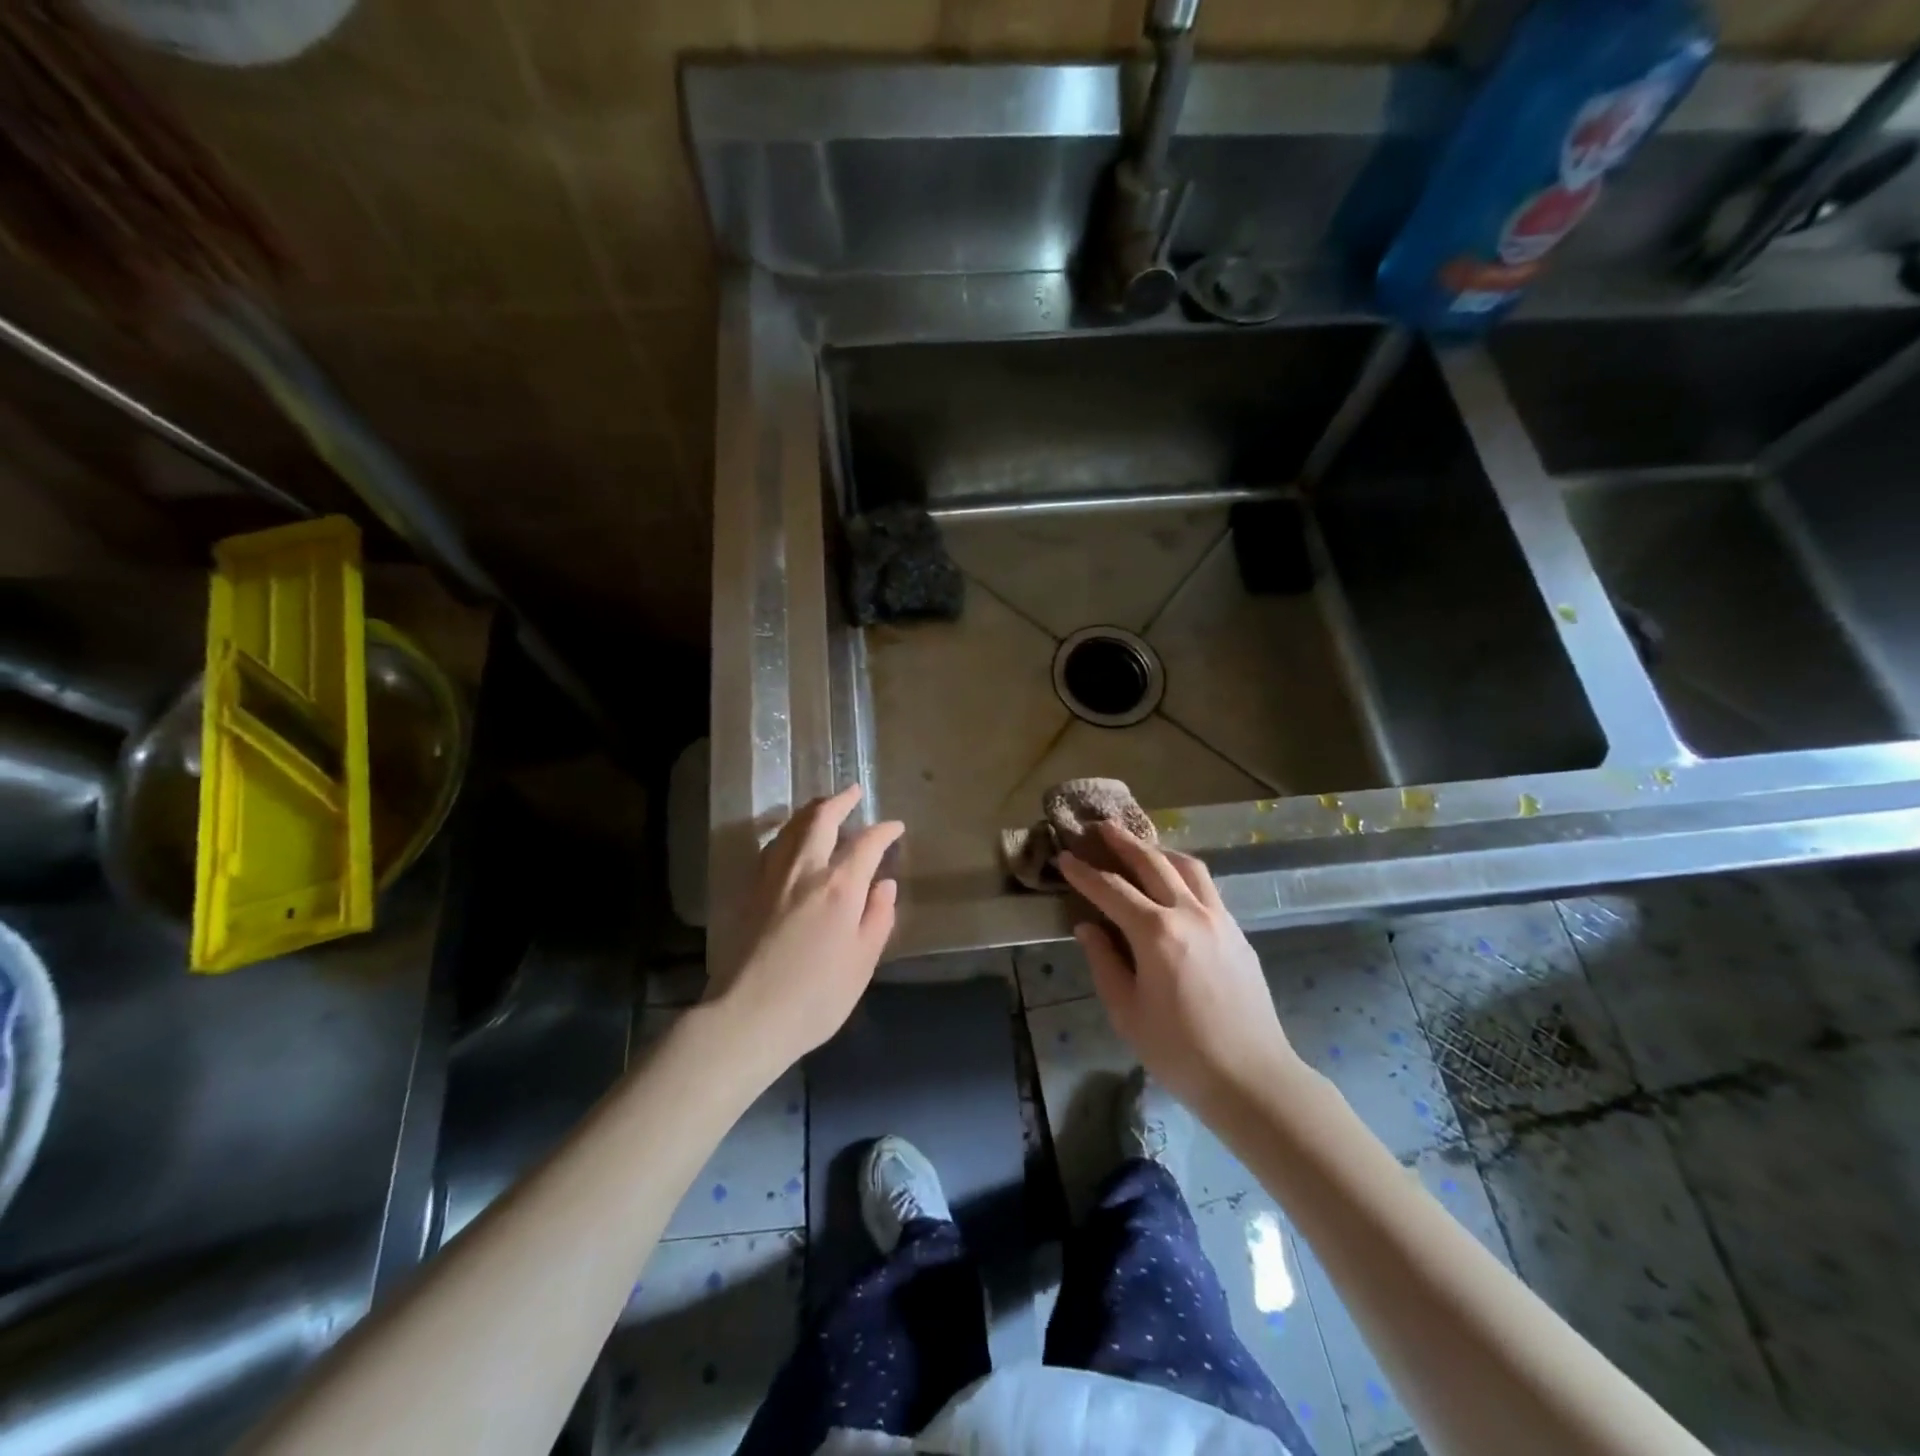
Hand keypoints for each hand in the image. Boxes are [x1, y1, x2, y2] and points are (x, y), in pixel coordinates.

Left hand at [709, 784, 903, 1076]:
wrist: (746, 1017)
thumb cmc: (815, 997)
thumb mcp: (862, 963)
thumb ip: (877, 918)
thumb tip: (884, 885)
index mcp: (839, 887)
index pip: (866, 844)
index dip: (884, 831)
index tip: (896, 827)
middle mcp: (804, 870)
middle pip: (820, 819)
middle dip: (840, 801)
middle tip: (853, 792)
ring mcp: (771, 877)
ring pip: (791, 827)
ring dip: (811, 811)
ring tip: (824, 807)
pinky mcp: (749, 891)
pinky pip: (772, 846)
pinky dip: (788, 832)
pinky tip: (791, 840)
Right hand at [1059, 823, 1296, 1116]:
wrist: (1252, 1077)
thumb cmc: (1179, 1051)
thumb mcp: (1127, 1012)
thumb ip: (1104, 962)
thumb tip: (1087, 927)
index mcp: (1156, 934)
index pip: (1111, 890)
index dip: (1084, 872)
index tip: (1065, 858)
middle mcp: (1189, 913)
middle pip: (1152, 862)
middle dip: (1123, 842)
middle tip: (1101, 827)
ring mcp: (1219, 918)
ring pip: (1187, 866)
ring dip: (1158, 850)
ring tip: (1139, 846)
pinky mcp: (1238, 931)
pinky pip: (1207, 887)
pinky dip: (1184, 872)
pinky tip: (1174, 881)